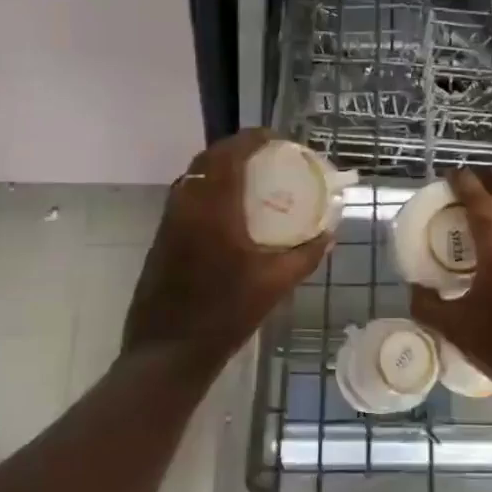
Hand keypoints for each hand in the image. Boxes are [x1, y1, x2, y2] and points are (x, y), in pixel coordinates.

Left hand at [122, 129, 329, 375]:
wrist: (168, 352)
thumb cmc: (225, 315)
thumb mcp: (275, 285)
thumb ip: (306, 255)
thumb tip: (329, 234)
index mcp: (214, 209)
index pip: (230, 154)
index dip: (253, 139)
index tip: (277, 139)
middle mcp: (187, 205)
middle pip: (208, 158)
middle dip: (237, 149)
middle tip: (266, 155)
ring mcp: (169, 222)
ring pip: (193, 176)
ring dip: (219, 167)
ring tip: (250, 177)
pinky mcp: (161, 238)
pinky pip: (186, 196)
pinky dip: (207, 188)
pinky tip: (228, 210)